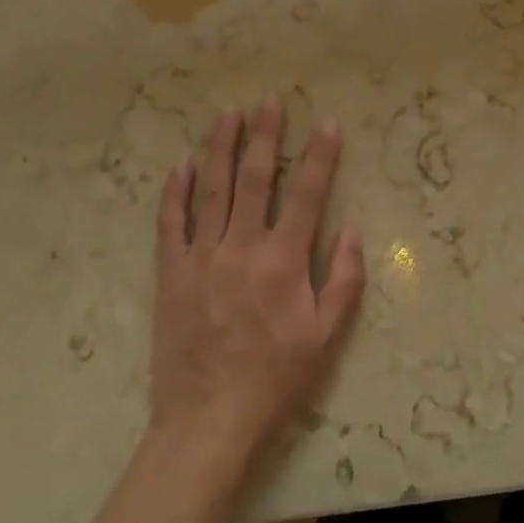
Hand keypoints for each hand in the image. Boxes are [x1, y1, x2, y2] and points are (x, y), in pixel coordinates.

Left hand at [149, 99, 365, 467]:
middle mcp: (242, 248)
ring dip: (220, 148)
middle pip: (254, 179)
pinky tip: (181, 164)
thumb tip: (352, 230)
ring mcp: (202, 257)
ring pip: (212, 190)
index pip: (306, 195)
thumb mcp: (325, 338)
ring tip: (227, 114)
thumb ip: (344, 281)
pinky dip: (176, 192)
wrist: (207, 422)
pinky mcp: (172, 273)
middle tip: (269, 100)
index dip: (318, 156)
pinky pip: (171, 224)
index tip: (326, 123)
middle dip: (264, 136)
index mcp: (283, 262)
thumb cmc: (275, 380)